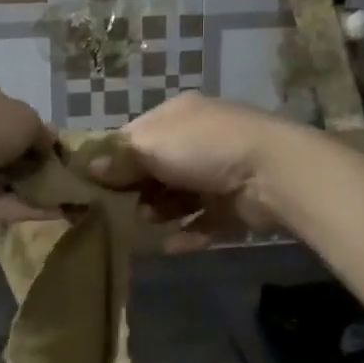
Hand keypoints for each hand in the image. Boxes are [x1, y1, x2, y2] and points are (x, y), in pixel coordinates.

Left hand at [0, 86, 58, 228]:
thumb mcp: (23, 117)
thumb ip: (39, 131)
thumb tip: (49, 143)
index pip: (7, 118)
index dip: (33, 132)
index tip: (57, 148)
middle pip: (7, 152)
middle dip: (35, 164)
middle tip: (68, 175)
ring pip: (6, 182)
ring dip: (36, 189)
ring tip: (72, 198)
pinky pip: (2, 207)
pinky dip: (28, 210)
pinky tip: (59, 214)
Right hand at [94, 92, 294, 246]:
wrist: (273, 173)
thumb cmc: (204, 148)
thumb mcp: (152, 146)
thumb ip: (121, 159)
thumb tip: (90, 167)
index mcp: (177, 116)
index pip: (135, 136)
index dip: (113, 158)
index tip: (92, 183)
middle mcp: (196, 140)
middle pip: (154, 168)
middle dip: (135, 189)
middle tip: (116, 210)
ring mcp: (216, 174)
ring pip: (176, 196)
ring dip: (158, 212)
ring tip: (143, 226)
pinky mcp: (232, 206)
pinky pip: (201, 221)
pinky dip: (185, 233)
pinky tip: (169, 246)